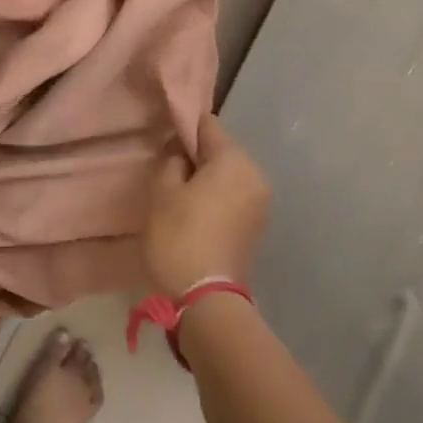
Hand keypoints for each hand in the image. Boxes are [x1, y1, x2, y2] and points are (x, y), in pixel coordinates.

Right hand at [143, 115, 271, 295]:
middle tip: (169, 175)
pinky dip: (217, 199)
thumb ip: (170, 160)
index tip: (164, 142)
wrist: (205, 297)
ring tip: (181, 198)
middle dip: (197, 157)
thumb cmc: (178, 237)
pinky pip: (235, 198)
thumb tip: (180, 151)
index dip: (184, 128)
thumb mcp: (161, 192)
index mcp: (234, 160)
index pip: (208, 125)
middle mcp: (255, 175)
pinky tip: (197, 216)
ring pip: (229, 176)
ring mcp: (261, 203)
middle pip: (222, 151)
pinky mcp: (257, 226)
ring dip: (207, 180)